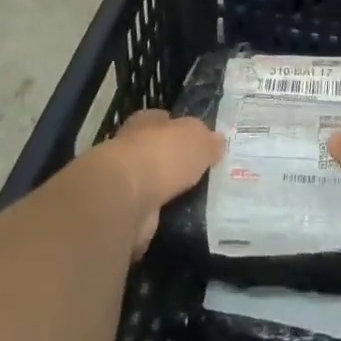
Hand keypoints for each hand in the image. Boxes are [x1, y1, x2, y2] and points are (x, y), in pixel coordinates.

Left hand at [95, 109, 222, 256]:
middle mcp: (131, 147)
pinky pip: (148, 211)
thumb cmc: (162, 155)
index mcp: (146, 122)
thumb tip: (218, 141)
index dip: (180, 129)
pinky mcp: (123, 212)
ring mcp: (124, 181)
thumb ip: (207, 139)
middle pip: (157, 152)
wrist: (125, 198)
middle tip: (202, 174)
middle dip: (175, 162)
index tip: (199, 142)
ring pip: (152, 183)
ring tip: (196, 200)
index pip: (164, 120)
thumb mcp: (196, 138)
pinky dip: (160, 215)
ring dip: (166, 191)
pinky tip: (180, 219)